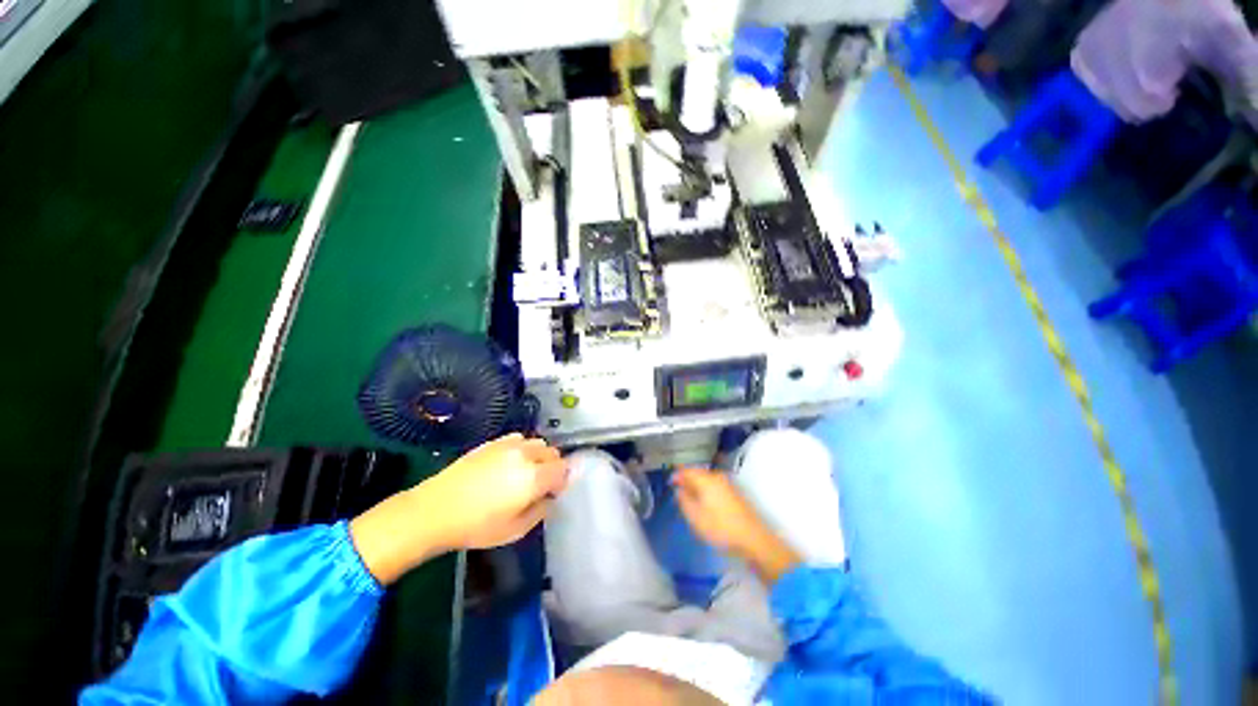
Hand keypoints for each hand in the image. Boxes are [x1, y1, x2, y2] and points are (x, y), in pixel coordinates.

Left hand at [351, 434, 568, 584]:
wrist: (435, 509)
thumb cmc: (477, 526)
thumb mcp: (516, 530)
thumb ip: (541, 510)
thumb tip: (551, 496)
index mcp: (534, 476)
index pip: (564, 469)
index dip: (564, 480)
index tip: (556, 491)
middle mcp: (526, 455)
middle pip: (552, 453)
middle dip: (553, 466)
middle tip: (541, 484)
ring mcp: (509, 445)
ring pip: (537, 443)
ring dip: (539, 455)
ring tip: (525, 472)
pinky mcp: (493, 442)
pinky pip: (519, 439)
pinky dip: (523, 448)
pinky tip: (510, 463)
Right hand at [672, 467, 768, 555]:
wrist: (753, 539)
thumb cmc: (720, 527)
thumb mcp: (695, 517)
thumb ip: (684, 500)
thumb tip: (679, 490)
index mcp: (705, 479)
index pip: (687, 470)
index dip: (677, 475)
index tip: (669, 482)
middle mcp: (716, 477)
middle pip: (698, 473)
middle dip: (687, 479)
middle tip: (678, 488)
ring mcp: (727, 484)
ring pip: (707, 479)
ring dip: (697, 485)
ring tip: (689, 496)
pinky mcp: (734, 493)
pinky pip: (714, 485)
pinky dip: (706, 489)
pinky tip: (704, 501)